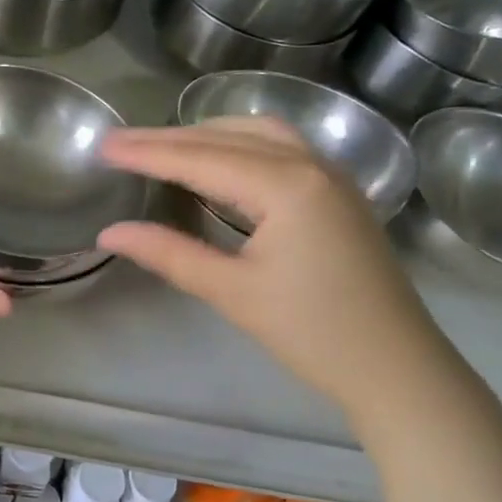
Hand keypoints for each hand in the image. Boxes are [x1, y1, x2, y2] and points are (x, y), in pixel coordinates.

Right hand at [98, 121, 476, 428]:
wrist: (397, 368)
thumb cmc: (313, 334)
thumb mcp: (233, 292)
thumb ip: (169, 253)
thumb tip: (110, 233)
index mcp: (286, 186)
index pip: (200, 159)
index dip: (148, 152)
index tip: (103, 146)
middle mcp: (311, 164)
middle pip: (226, 138)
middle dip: (169, 138)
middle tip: (119, 142)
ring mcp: (331, 174)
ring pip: (258, 133)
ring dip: (207, 133)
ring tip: (163, 145)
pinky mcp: (339, 191)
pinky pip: (282, 147)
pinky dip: (240, 144)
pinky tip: (220, 160)